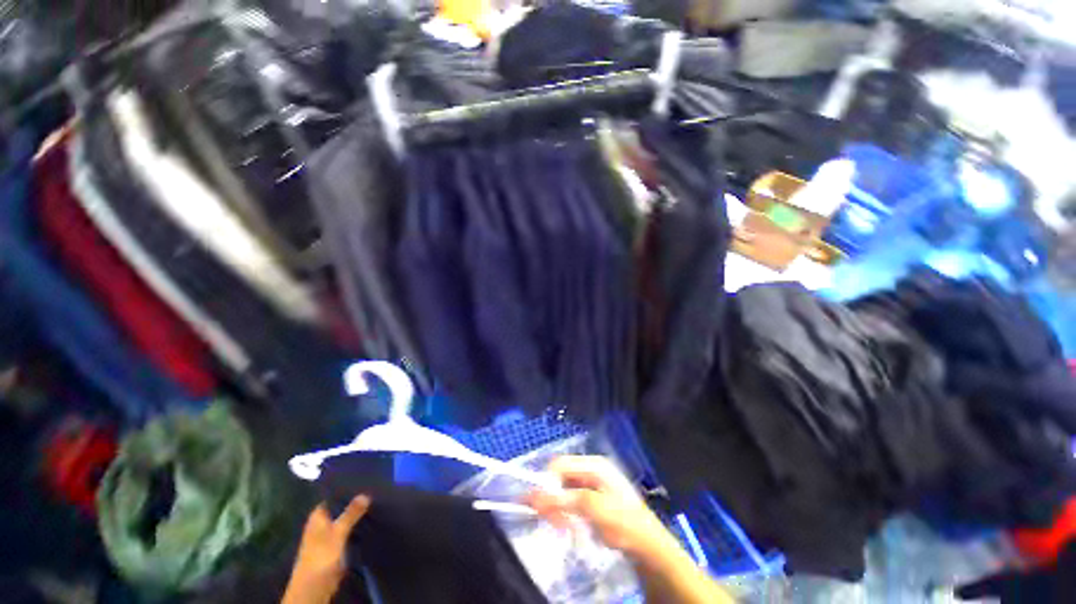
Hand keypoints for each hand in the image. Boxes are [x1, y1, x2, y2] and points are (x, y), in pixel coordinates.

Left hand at [282, 496, 369, 603]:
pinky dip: (359, 525)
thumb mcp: (337, 532)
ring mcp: (330, 534)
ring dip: (359, 514)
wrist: (314, 587)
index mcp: (319, 515)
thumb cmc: (321, 556)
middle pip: (342, 507)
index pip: (335, 495)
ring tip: (379, 501)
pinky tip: (372, 520)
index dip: (349, 488)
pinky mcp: (337, 545)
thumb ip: (350, 514)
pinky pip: (350, 530)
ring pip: (347, 519)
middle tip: (377, 489)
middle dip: (357, 501)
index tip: (368, 479)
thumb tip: (365, 494)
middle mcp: (323, 522)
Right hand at [527, 456, 678, 561]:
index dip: (547, 482)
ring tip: (561, 526)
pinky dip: (566, 512)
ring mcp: (593, 484)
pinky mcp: (593, 499)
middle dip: (553, 497)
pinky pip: (571, 500)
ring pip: (564, 489)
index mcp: (594, 465)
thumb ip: (563, 500)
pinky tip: (568, 525)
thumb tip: (532, 495)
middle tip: (552, 521)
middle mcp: (592, 470)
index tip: (541, 507)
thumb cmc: (623, 522)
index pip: (560, 464)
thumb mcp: (593, 509)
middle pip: (561, 476)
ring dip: (559, 507)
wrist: (649, 546)